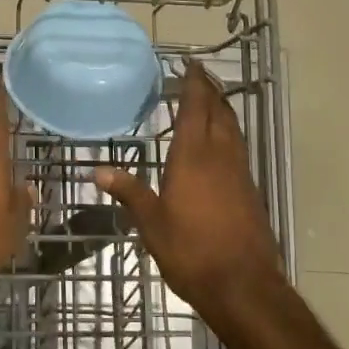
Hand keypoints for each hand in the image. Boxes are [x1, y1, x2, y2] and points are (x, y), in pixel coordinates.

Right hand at [95, 62, 284, 310]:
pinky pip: (238, 148)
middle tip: (199, 75)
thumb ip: (129, 192)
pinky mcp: (250, 191)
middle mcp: (220, 156)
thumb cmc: (191, 250)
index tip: (190, 63)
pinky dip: (229, 134)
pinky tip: (219, 145)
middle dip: (210, 90)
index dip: (194, 83)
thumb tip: (98, 171)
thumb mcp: (151, 222)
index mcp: (193, 157)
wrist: (242, 285)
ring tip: (210, 100)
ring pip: (233, 129)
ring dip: (222, 110)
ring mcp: (239, 173)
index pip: (196, 108)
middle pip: (219, 112)